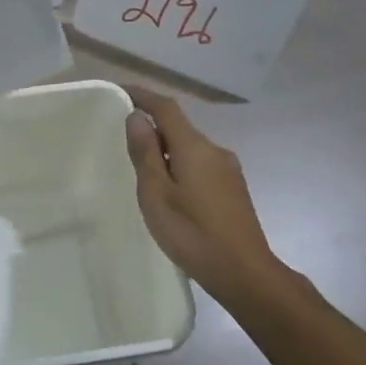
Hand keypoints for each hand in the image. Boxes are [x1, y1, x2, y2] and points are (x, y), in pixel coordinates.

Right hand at [123, 84, 293, 298]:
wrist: (245, 273)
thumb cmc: (192, 233)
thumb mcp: (156, 193)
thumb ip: (145, 153)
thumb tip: (137, 117)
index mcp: (194, 147)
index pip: (166, 107)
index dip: (142, 95)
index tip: (120, 91)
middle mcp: (215, 150)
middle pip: (179, 127)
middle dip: (152, 127)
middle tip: (124, 141)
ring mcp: (228, 170)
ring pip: (190, 148)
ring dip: (166, 150)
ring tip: (144, 172)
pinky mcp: (233, 189)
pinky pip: (200, 164)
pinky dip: (180, 166)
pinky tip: (171, 192)